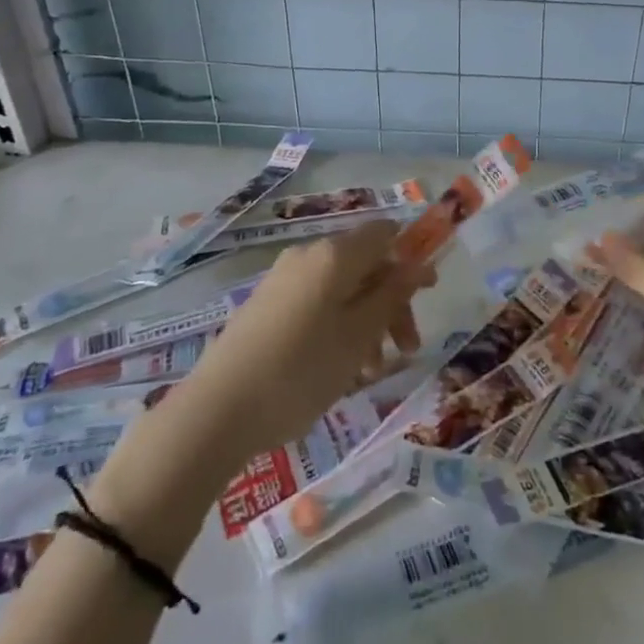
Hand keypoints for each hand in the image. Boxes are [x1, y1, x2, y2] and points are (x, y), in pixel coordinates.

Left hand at [178, 221, 435, 458]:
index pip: (384, 233)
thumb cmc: (300, 370)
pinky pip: (317, 305)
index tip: (428, 294)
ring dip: (367, 322)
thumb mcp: (358, 335)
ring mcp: (283, 280)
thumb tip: (417, 263)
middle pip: (365, 265)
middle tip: (408, 347)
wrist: (216, 410)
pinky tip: (342, 369)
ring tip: (372, 371)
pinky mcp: (267, 306)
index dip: (411, 257)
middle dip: (392, 302)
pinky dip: (339, 327)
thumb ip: (392, 295)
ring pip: (342, 289)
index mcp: (333, 254)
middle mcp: (308, 256)